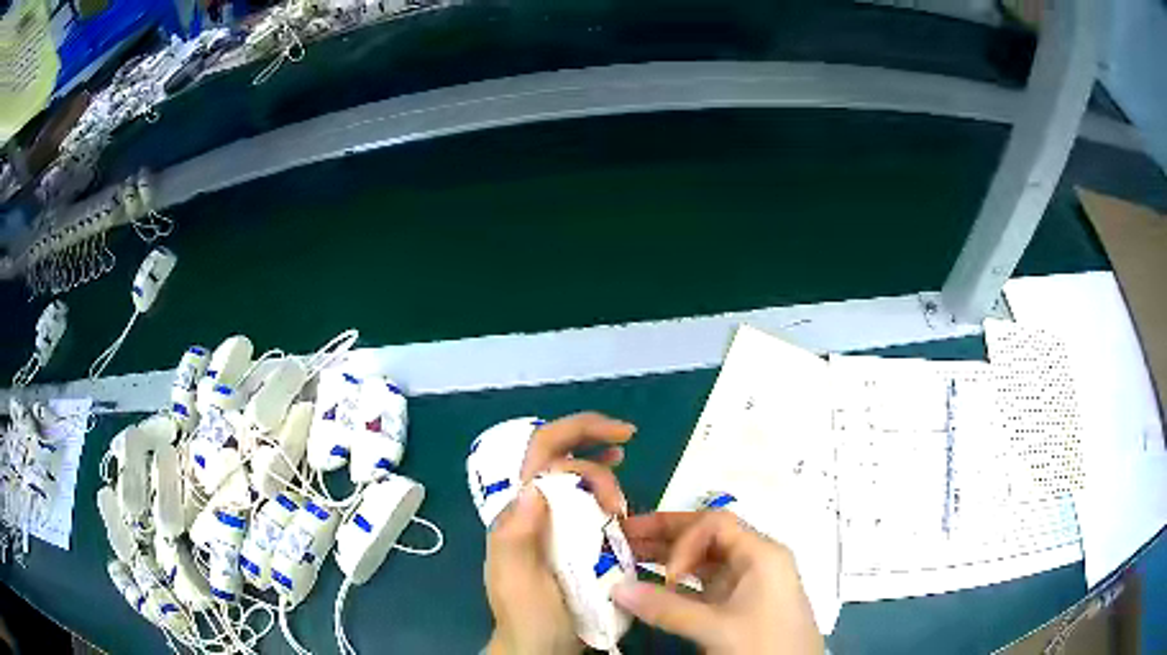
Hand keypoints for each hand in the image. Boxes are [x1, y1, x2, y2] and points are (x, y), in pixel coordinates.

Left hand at [485, 413, 636, 653]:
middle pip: (561, 458)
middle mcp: (530, 510)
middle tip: (623, 482)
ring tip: (620, 504)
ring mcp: (550, 524)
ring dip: (604, 477)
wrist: (539, 648)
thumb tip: (532, 486)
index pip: (540, 453)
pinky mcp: (568, 539)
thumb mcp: (519, 581)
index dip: (579, 431)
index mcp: (516, 513)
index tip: (624, 437)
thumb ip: (517, 537)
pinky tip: (619, 505)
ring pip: (577, 478)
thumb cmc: (529, 617)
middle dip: (596, 457)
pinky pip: (586, 504)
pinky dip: (606, 495)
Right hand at [615, 511, 822, 654]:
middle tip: (622, 537)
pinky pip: (705, 585)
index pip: (715, 524)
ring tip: (628, 557)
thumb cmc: (763, 644)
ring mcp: (748, 584)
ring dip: (668, 559)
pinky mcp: (741, 605)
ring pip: (705, 561)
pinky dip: (679, 584)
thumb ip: (666, 608)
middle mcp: (756, 561)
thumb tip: (617, 589)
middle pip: (708, 536)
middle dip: (666, 536)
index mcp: (761, 553)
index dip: (684, 540)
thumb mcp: (715, 628)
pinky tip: (653, 587)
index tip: (666, 574)